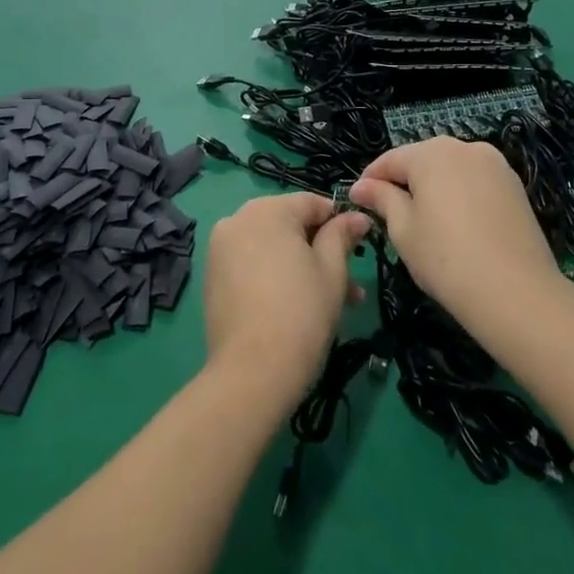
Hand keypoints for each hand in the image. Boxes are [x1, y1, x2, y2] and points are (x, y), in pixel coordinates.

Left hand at [203, 193, 370, 407]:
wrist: (253, 370)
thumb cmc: (302, 311)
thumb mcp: (332, 269)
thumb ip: (342, 235)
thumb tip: (356, 216)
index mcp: (266, 210)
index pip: (312, 202)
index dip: (339, 221)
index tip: (360, 244)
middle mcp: (237, 219)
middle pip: (289, 224)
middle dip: (321, 248)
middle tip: (350, 280)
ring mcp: (220, 249)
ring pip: (272, 247)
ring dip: (302, 265)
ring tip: (333, 301)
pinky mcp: (212, 277)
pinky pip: (252, 264)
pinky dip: (275, 275)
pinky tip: (298, 305)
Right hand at [350, 137, 559, 333]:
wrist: (516, 292)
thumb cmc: (446, 258)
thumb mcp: (403, 229)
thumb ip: (382, 199)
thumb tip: (360, 187)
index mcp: (431, 153)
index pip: (390, 160)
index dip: (370, 180)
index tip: (356, 201)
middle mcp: (465, 147)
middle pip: (422, 160)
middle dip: (403, 181)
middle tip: (388, 213)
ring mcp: (495, 165)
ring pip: (451, 170)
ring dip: (433, 187)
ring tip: (423, 220)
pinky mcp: (514, 186)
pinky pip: (475, 182)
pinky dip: (459, 195)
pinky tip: (456, 224)